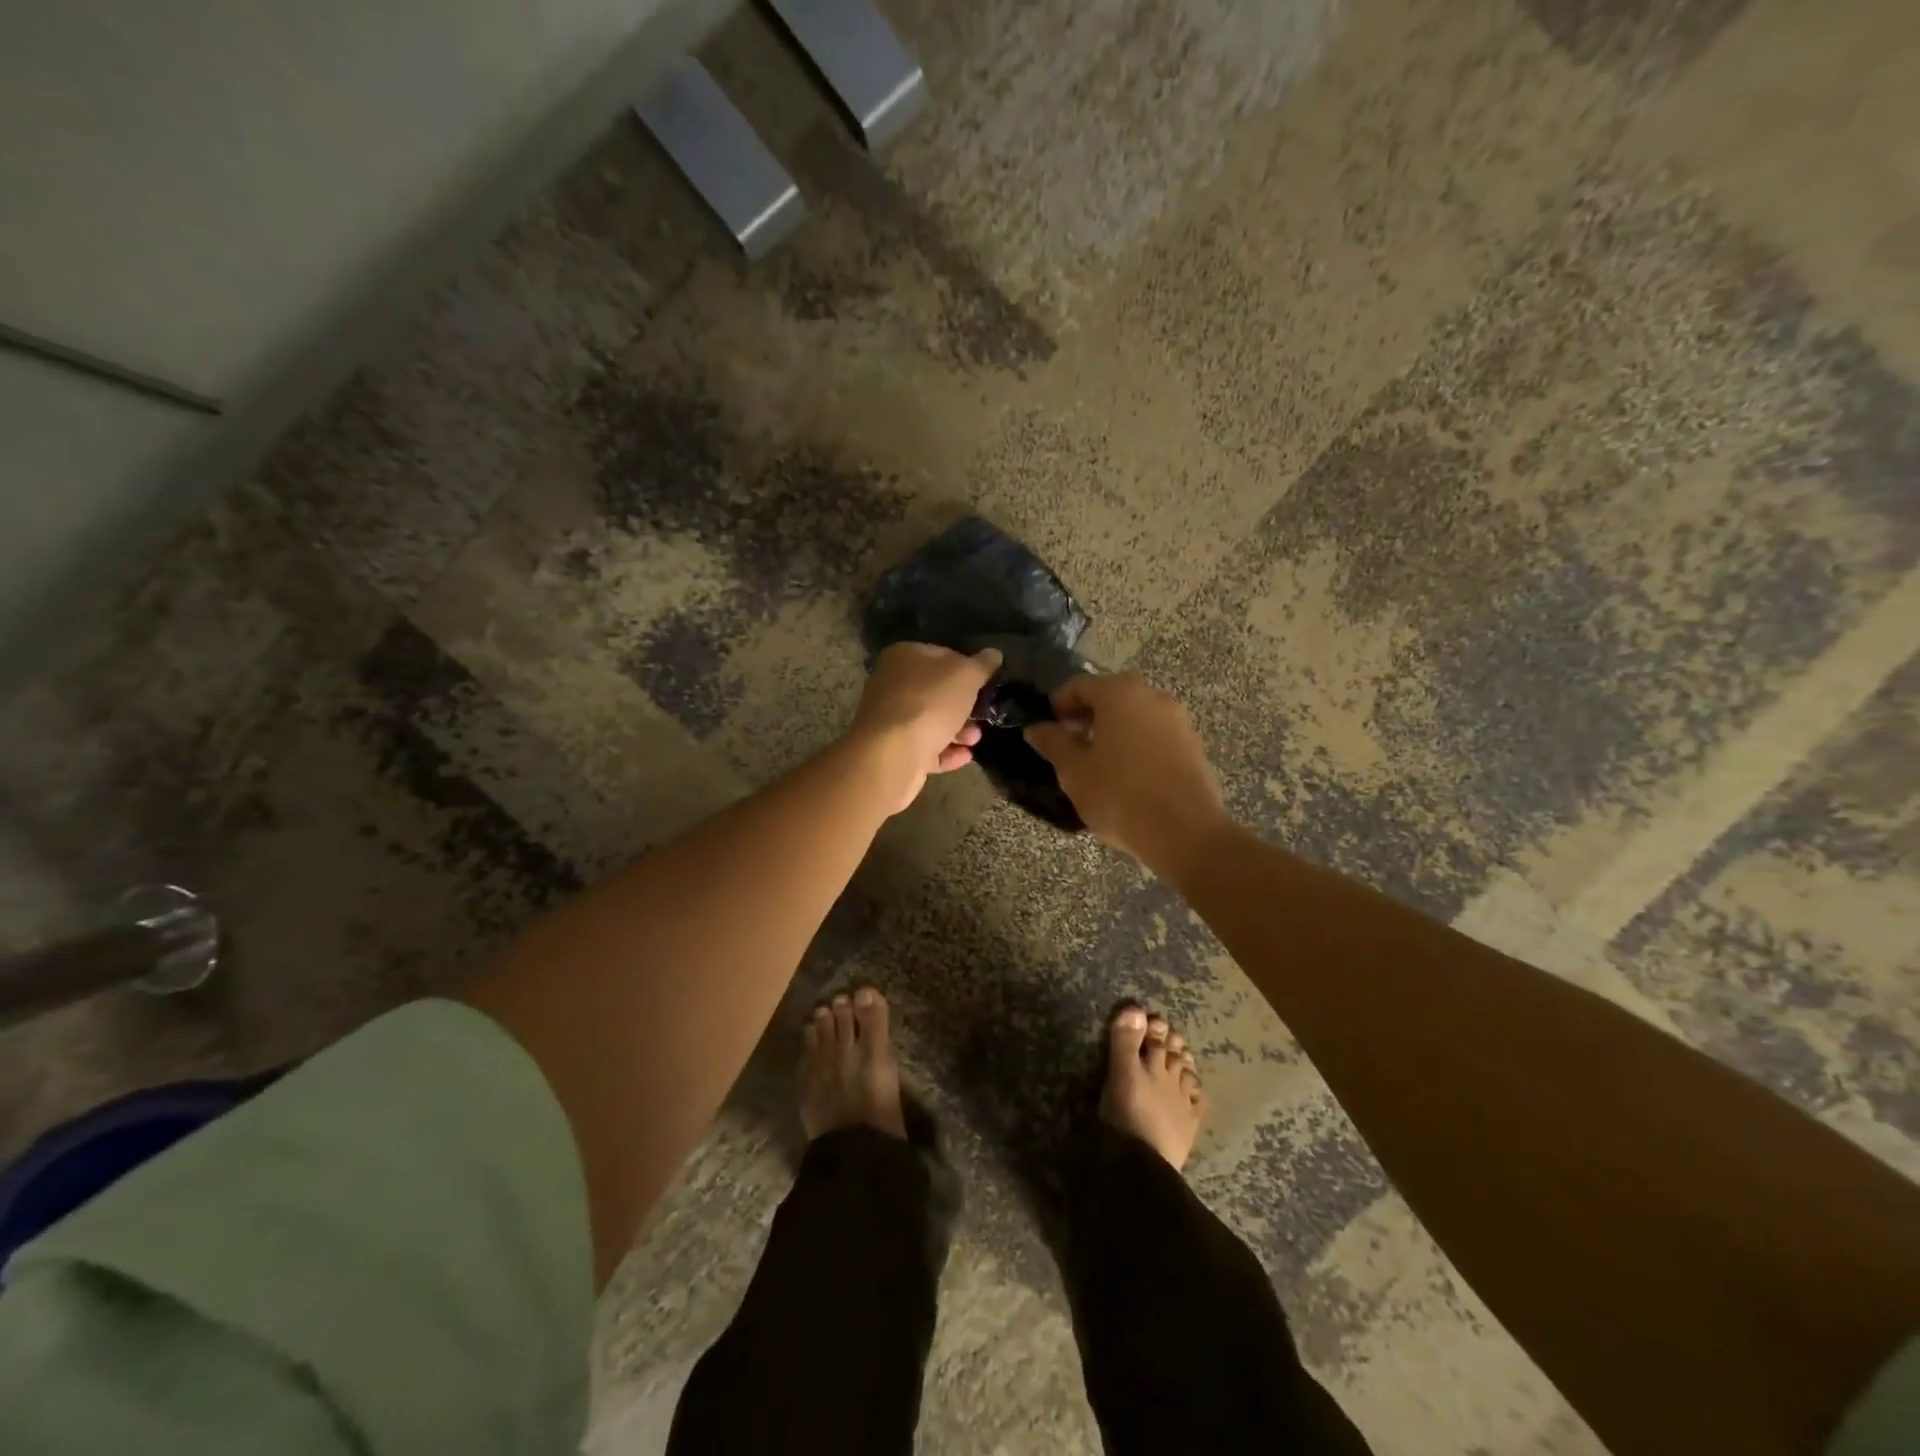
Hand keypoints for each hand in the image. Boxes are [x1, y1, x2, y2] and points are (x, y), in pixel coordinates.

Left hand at [850, 643, 1000, 812]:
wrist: (892, 753)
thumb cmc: (929, 703)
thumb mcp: (965, 676)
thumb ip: (982, 665)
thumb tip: (994, 654)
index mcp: (903, 656)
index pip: (941, 655)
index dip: (966, 667)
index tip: (985, 683)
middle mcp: (891, 684)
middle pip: (935, 692)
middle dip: (963, 705)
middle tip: (983, 714)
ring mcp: (889, 719)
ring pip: (930, 721)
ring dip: (957, 731)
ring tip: (974, 739)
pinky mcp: (892, 749)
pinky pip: (924, 747)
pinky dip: (945, 752)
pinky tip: (965, 756)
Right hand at [1024, 673, 1230, 873]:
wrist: (1186, 833)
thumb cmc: (1120, 796)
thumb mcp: (1074, 771)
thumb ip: (1054, 743)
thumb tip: (1036, 728)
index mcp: (1120, 694)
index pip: (1081, 685)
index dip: (1059, 703)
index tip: (1048, 728)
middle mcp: (1152, 696)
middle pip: (1111, 695)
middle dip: (1087, 715)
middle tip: (1069, 742)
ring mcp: (1178, 720)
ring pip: (1136, 714)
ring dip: (1113, 728)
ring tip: (1095, 761)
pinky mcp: (1192, 745)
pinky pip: (1155, 733)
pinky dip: (1135, 742)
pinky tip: (1125, 773)